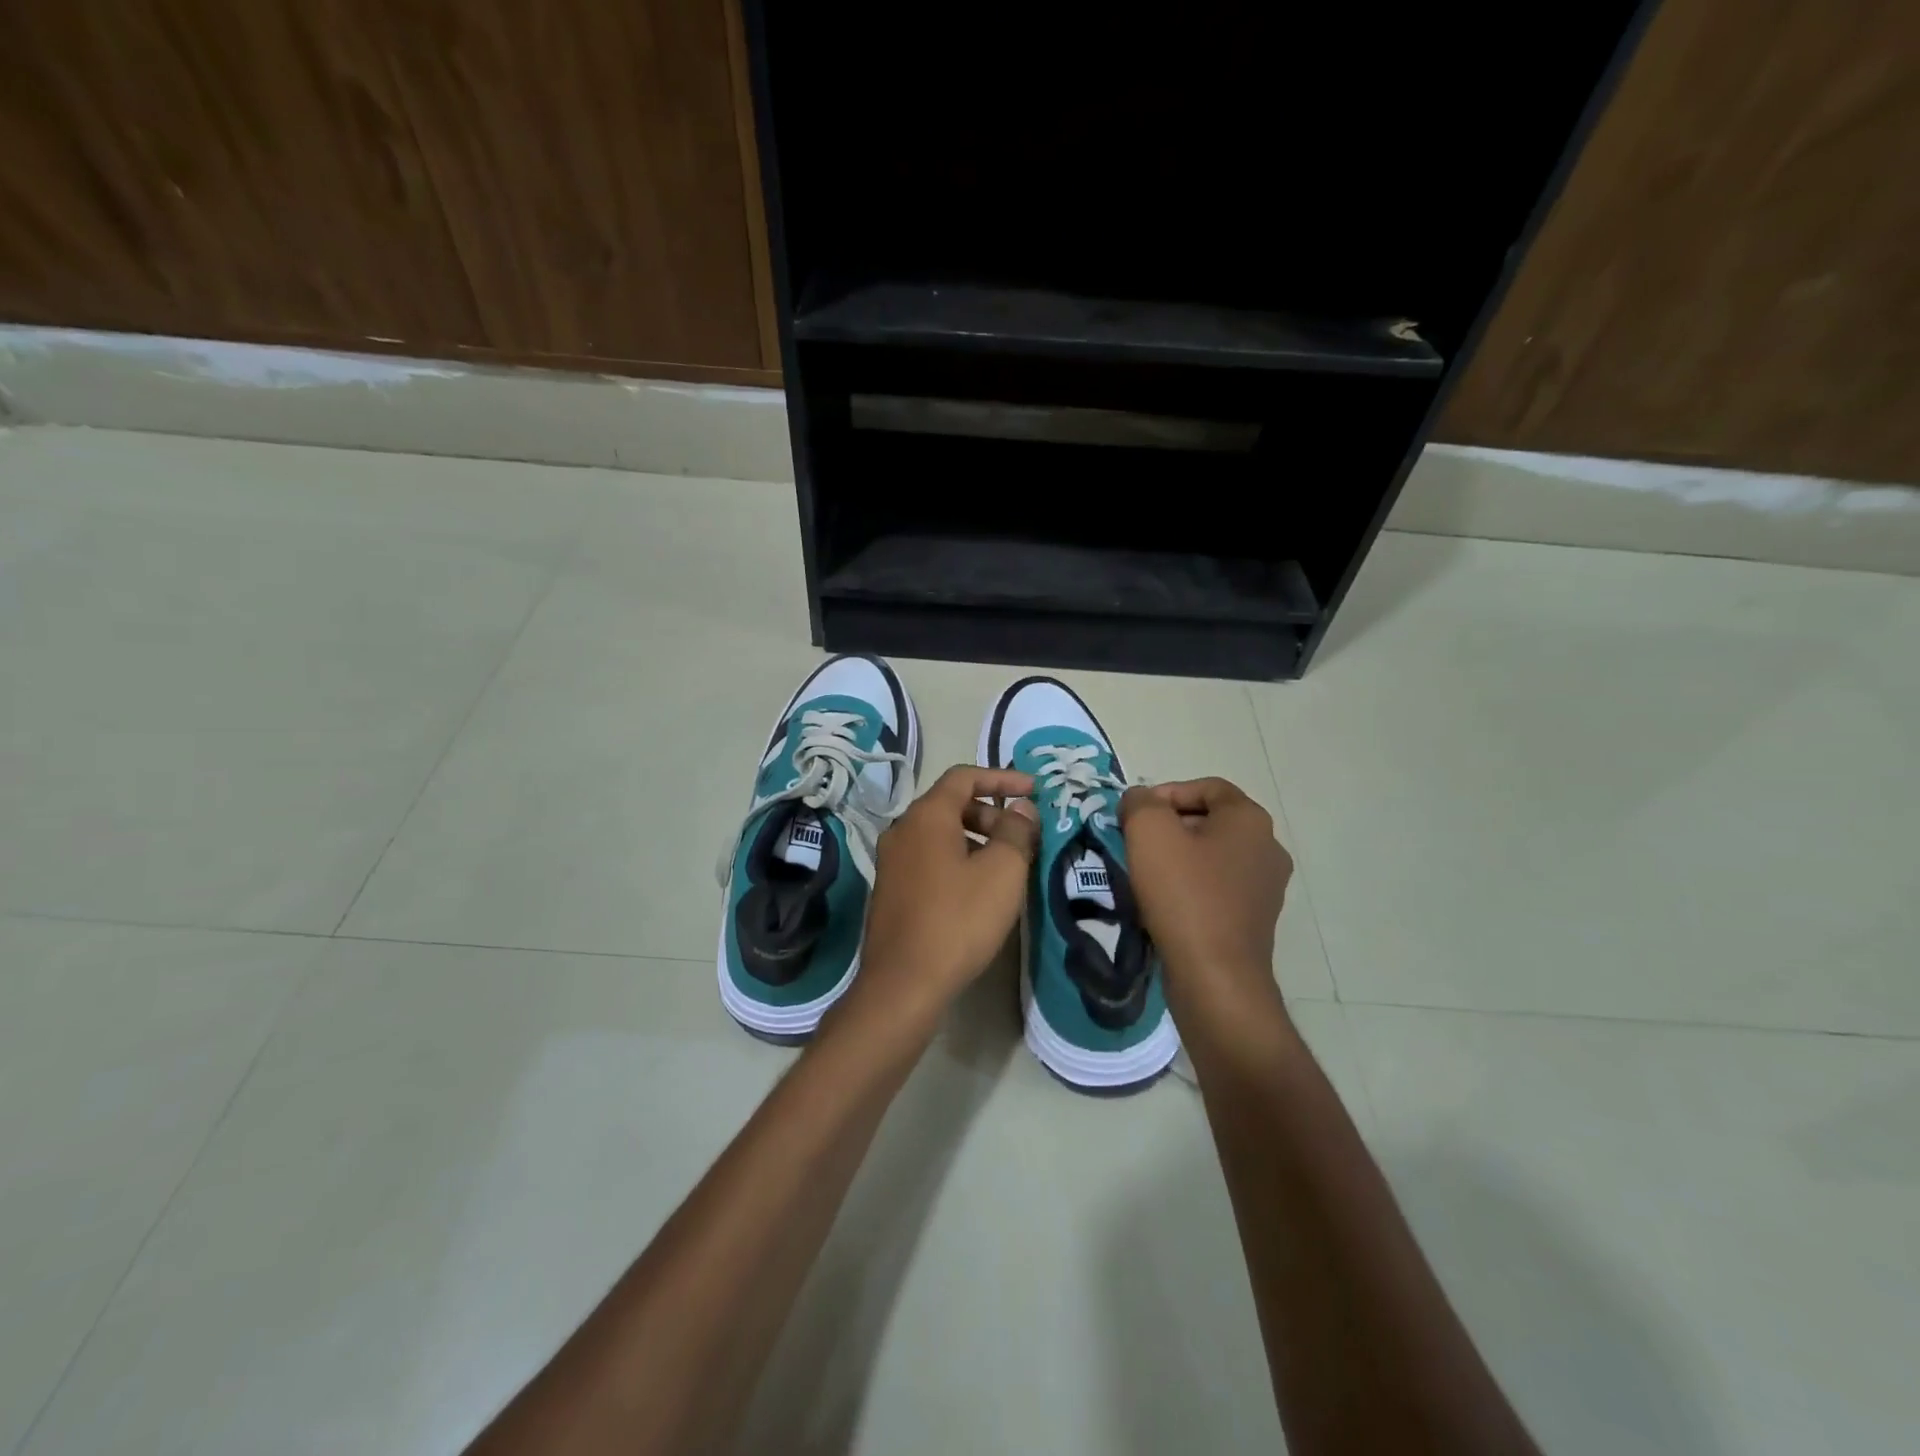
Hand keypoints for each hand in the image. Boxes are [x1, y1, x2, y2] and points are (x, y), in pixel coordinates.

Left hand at [847, 765, 1038, 1033]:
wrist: (903, 984)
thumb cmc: (958, 920)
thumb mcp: (1002, 872)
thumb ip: (1016, 831)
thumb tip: (1021, 808)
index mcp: (926, 816)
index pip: (965, 777)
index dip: (1002, 778)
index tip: (1034, 790)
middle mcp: (902, 830)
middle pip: (951, 804)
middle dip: (992, 812)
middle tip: (1023, 836)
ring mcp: (892, 861)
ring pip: (940, 834)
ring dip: (977, 838)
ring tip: (1007, 865)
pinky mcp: (891, 889)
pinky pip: (930, 858)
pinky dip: (958, 859)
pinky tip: (979, 889)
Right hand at [1120, 778, 1292, 1011]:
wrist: (1214, 977)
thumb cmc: (1184, 896)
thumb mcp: (1149, 833)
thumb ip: (1140, 802)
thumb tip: (1140, 800)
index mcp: (1250, 820)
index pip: (1208, 786)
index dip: (1167, 792)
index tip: (1136, 815)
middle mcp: (1267, 848)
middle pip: (1210, 820)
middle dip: (1168, 826)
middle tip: (1133, 843)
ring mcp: (1265, 887)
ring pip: (1212, 856)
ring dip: (1177, 858)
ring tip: (1143, 875)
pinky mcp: (1255, 920)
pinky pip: (1217, 889)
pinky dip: (1189, 888)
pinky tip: (1163, 905)